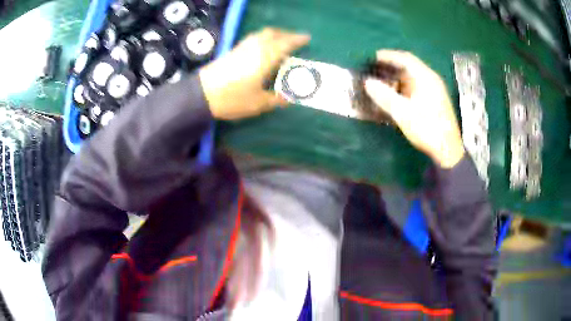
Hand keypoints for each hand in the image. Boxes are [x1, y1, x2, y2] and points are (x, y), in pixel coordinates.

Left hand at [199, 28, 309, 119]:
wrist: (201, 95)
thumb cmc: (232, 99)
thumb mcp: (258, 103)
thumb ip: (276, 99)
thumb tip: (289, 98)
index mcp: (265, 58)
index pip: (285, 43)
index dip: (297, 39)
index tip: (307, 38)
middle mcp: (254, 48)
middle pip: (272, 33)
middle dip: (286, 34)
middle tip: (295, 40)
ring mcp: (242, 48)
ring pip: (261, 34)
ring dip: (274, 35)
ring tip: (280, 43)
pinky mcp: (232, 51)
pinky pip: (252, 39)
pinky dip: (262, 39)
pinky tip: (262, 49)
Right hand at [364, 50, 464, 168]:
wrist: (448, 150)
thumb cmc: (427, 128)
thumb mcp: (403, 113)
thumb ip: (384, 96)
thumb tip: (368, 82)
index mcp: (426, 78)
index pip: (405, 59)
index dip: (389, 55)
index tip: (374, 57)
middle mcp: (432, 80)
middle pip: (410, 66)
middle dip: (393, 66)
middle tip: (376, 69)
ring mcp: (435, 90)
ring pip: (414, 77)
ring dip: (399, 77)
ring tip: (384, 81)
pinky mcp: (436, 100)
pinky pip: (418, 86)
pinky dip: (405, 86)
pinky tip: (398, 94)